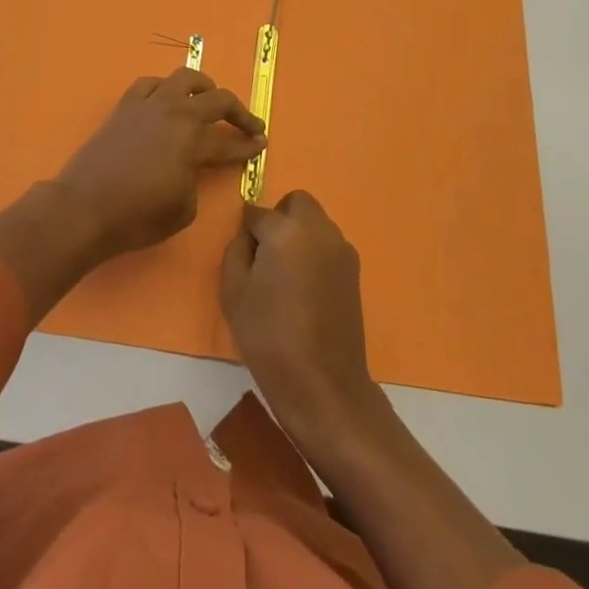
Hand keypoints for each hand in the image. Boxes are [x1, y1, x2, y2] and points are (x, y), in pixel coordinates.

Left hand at [55, 68, 264, 260]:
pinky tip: (166, 99)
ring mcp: (149, 104)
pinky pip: (150, 84)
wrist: (84, 208)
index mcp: (193, 142)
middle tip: (249, 125)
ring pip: (185, 78)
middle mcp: (176, 114)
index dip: (249, 145)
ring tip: (210, 98)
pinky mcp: (125, 106)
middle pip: (218, 100)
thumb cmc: (136, 218)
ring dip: (205, 87)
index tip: (262, 143)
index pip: (230, 142)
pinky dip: (164, 88)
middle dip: (240, 112)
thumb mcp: (182, 210)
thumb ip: (195, 181)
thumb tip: (191, 168)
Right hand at [221, 190, 379, 449]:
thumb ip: (236, 251)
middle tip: (267, 255)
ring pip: (316, 223)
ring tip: (287, 276)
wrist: (323, 384)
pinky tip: (306, 290)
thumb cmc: (269, 337)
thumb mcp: (233, 292)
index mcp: (285, 230)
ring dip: (300, 235)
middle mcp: (318, 229)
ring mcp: (341, 249)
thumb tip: (248, 236)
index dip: (247, 233)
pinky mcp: (355, 271)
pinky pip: (328, 246)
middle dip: (280, 218)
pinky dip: (315, 254)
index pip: (257, 213)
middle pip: (296, 203)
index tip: (244, 257)